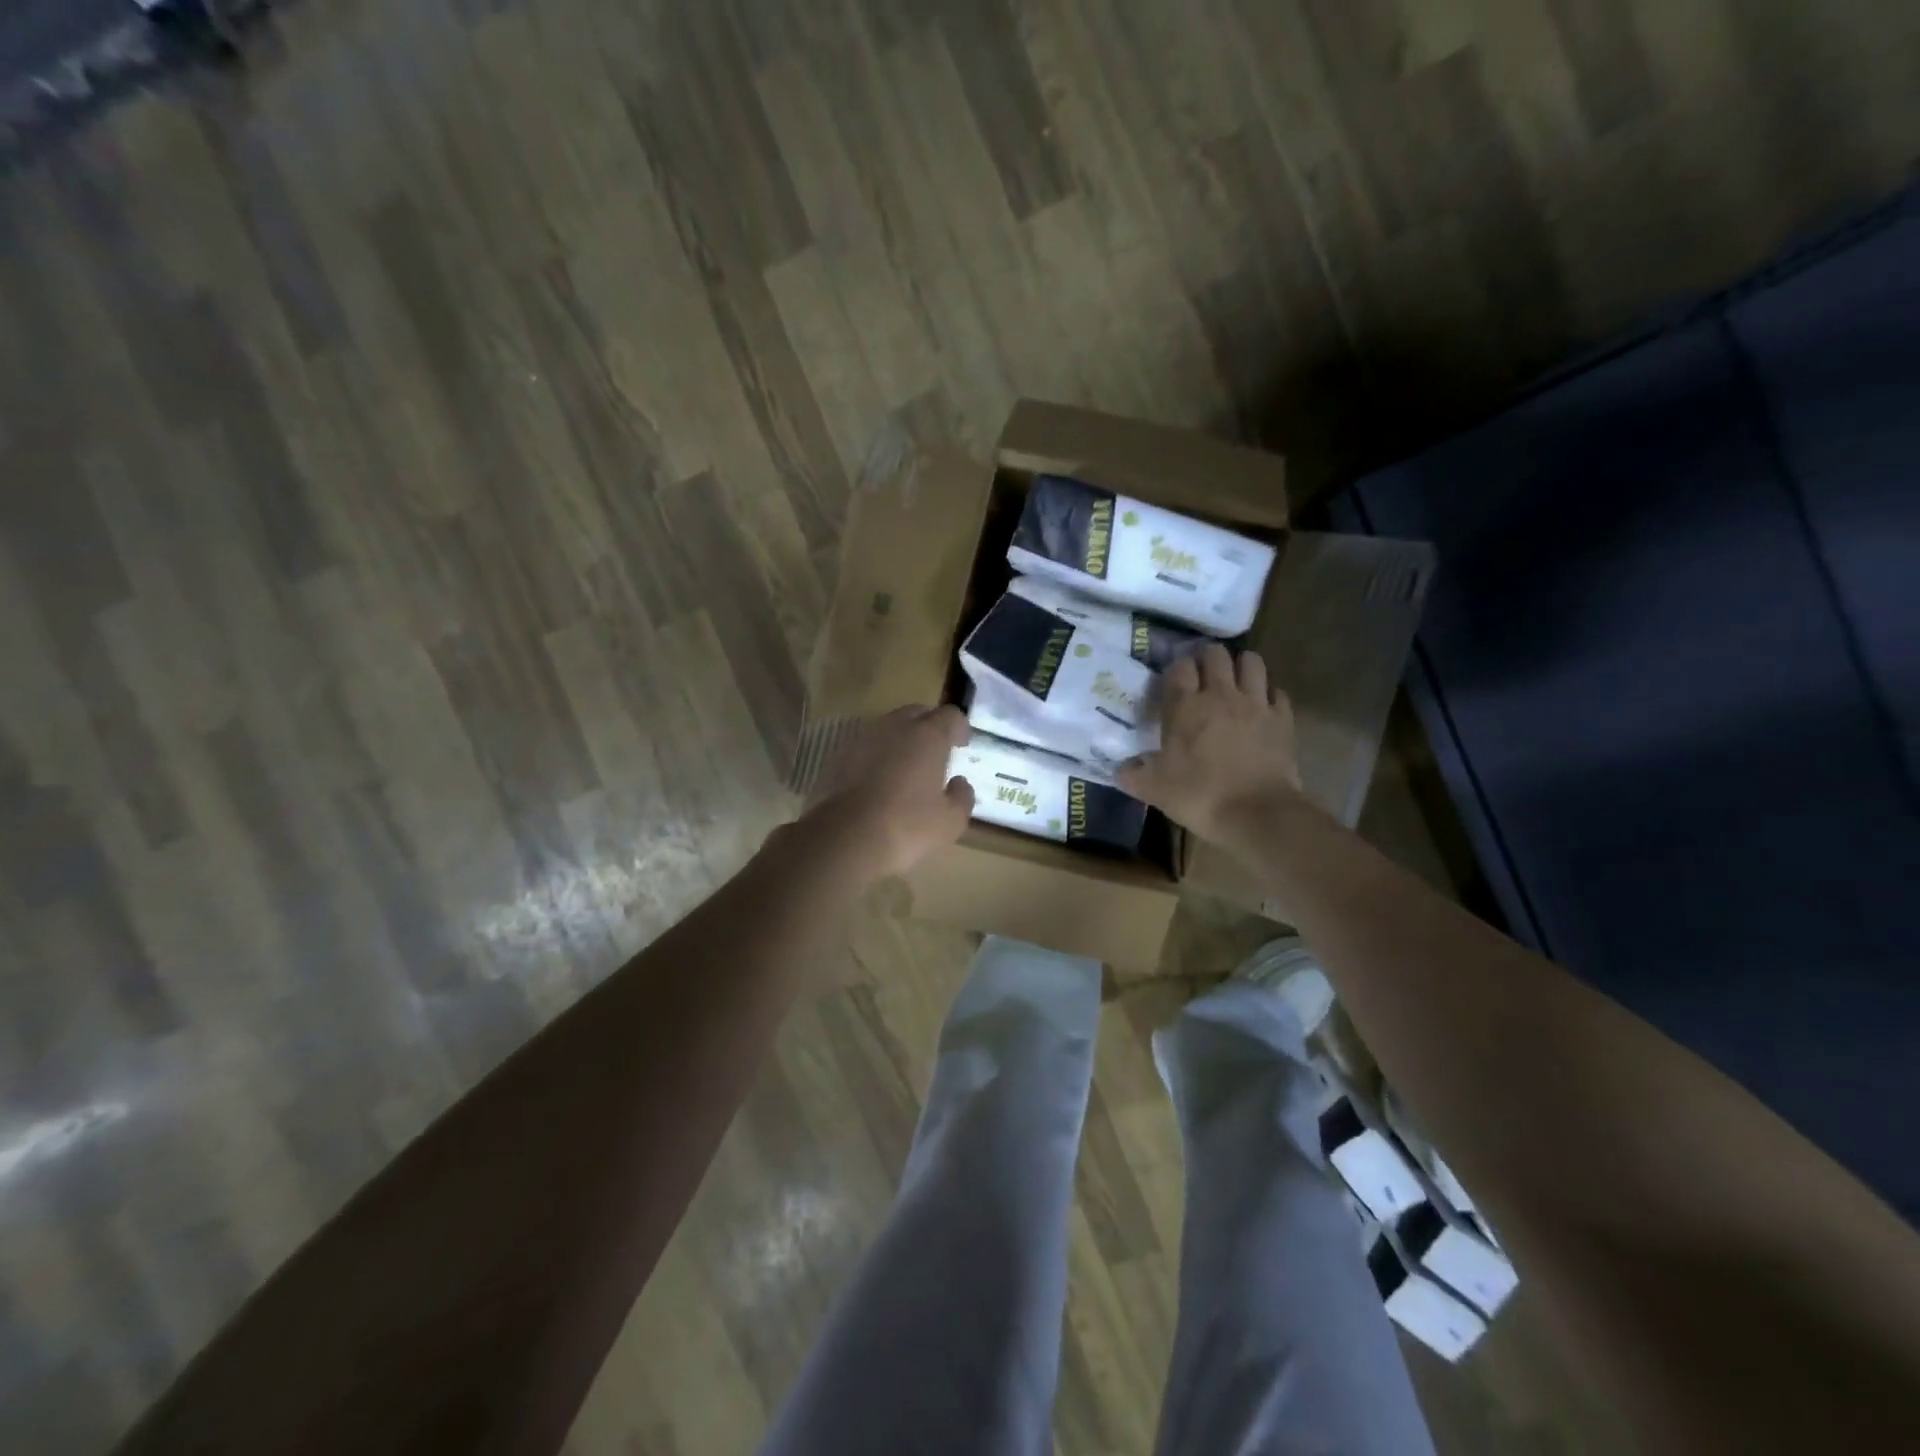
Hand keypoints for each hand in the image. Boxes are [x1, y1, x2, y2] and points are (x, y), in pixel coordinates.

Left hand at [800, 706, 974, 880]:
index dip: (959, 727)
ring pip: (888, 728)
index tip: (962, 744)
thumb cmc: (907, 826)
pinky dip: (876, 757)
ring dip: (900, 740)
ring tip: (905, 767)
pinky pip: (865, 748)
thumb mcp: (951, 821)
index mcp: (928, 736)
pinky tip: (878, 782)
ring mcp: (862, 739)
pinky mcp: (838, 757)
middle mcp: (895, 727)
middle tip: (935, 752)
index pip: (950, 715)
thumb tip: (959, 783)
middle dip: (928, 727)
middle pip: (917, 714)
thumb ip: (962, 796)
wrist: (845, 838)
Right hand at [1117, 645, 1301, 843]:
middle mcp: (1221, 694)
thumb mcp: (1154, 789)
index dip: (1176, 668)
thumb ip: (1133, 775)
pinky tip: (1262, 706)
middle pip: (1216, 654)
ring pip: (1251, 662)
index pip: (1179, 667)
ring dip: (1241, 665)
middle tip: (1203, 674)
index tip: (1174, 681)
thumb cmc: (1199, 796)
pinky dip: (1268, 693)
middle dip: (1208, 658)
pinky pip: (1276, 691)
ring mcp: (1256, 703)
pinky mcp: (1283, 718)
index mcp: (1185, 706)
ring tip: (1234, 680)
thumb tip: (1120, 770)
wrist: (1256, 814)